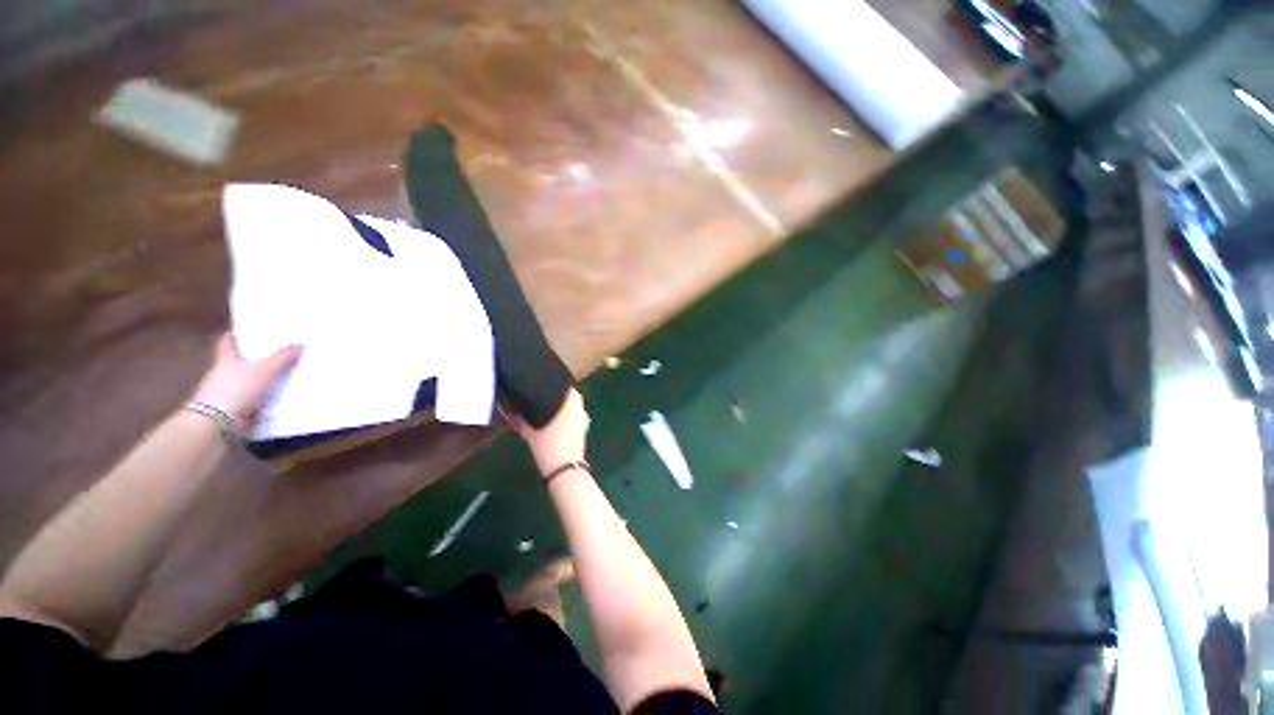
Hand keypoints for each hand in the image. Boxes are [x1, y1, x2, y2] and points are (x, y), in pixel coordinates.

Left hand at [190, 333, 302, 421]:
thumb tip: (300, 344)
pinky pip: (253, 399)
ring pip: (246, 381)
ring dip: (259, 379)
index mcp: (225, 360)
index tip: (240, 332)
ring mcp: (227, 392)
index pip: (227, 343)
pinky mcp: (235, 408)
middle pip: (238, 362)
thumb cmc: (235, 389)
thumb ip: (282, 357)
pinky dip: (263, 397)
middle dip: (252, 359)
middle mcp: (223, 373)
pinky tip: (278, 396)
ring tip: (282, 375)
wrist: (218, 422)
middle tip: (273, 353)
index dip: (233, 336)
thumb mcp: (263, 370)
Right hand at [512, 389, 589, 475]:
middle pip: (573, 396)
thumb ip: (520, 419)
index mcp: (571, 404)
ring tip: (550, 407)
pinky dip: (569, 416)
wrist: (563, 469)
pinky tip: (557, 420)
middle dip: (561, 395)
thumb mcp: (530, 432)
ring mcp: (584, 420)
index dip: (558, 383)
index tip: (547, 383)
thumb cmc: (548, 446)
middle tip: (546, 396)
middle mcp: (580, 409)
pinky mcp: (584, 430)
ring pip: (576, 407)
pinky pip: (577, 417)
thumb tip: (508, 408)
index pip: (567, 387)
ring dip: (566, 406)